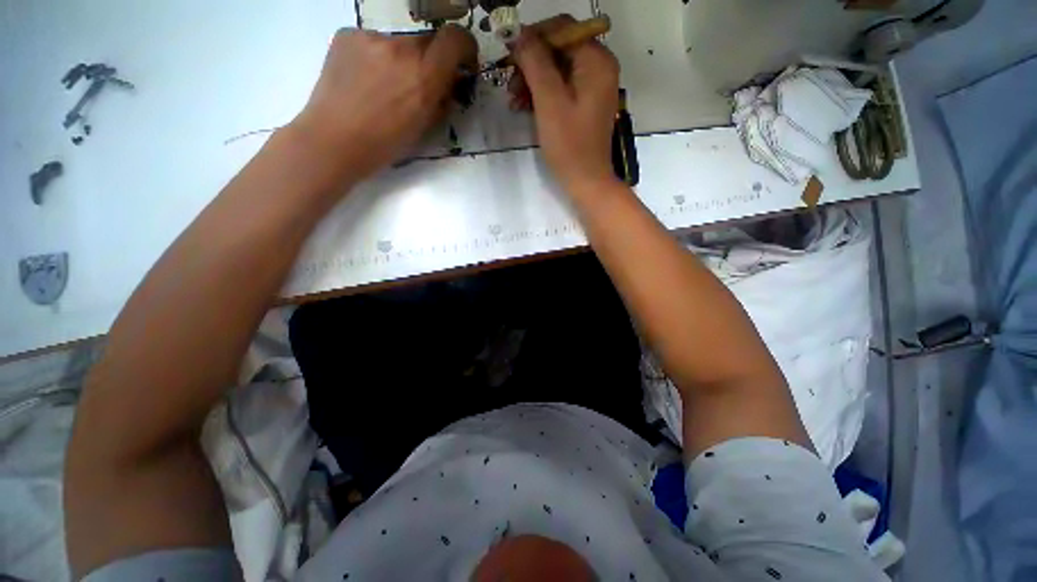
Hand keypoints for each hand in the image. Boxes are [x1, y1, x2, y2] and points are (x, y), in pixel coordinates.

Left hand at [291, 26, 476, 180]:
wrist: (334, 139)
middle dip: (430, 60)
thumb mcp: (424, 128)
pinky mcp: (348, 34)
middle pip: (427, 41)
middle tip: (419, 83)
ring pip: (399, 42)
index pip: (455, 39)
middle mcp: (401, 48)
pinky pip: (374, 42)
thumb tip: (449, 84)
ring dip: (401, 60)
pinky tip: (364, 80)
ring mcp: (372, 38)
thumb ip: (441, 100)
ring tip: (384, 87)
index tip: (462, 61)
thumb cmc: (384, 144)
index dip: (465, 46)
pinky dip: (376, 57)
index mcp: (424, 76)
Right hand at [510, 16, 621, 193]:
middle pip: (559, 48)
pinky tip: (524, 107)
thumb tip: (519, 34)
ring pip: (557, 69)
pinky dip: (542, 94)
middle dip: (531, 64)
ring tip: (513, 100)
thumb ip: (535, 63)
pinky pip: (561, 88)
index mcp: (596, 60)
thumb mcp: (549, 101)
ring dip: (533, 80)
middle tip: (509, 84)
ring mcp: (593, 86)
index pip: (562, 29)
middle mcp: (599, 67)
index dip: (533, 37)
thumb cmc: (569, 145)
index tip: (509, 55)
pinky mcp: (585, 104)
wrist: (586, 181)